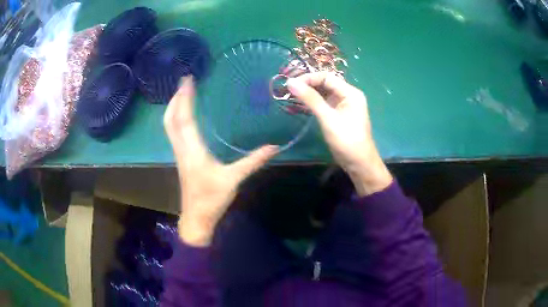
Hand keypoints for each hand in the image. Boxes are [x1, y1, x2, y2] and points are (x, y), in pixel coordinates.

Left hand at [164, 76, 277, 245]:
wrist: (196, 218)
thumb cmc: (212, 199)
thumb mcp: (234, 179)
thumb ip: (253, 162)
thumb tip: (274, 147)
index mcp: (193, 151)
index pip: (185, 119)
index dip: (185, 98)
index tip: (187, 80)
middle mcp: (182, 148)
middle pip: (170, 119)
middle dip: (175, 99)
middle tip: (183, 83)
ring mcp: (179, 153)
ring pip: (169, 126)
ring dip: (173, 107)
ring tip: (182, 93)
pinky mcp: (181, 158)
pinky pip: (173, 132)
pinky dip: (175, 118)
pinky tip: (184, 115)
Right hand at [287, 72, 391, 195]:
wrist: (359, 163)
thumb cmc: (346, 140)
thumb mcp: (327, 118)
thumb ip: (310, 99)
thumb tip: (290, 82)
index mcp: (350, 92)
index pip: (326, 77)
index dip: (308, 78)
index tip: (290, 84)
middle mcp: (348, 95)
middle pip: (325, 83)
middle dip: (307, 85)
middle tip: (288, 90)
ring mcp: (343, 105)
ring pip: (324, 93)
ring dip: (309, 94)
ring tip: (291, 96)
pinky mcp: (339, 114)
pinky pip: (324, 103)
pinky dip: (313, 103)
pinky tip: (301, 105)